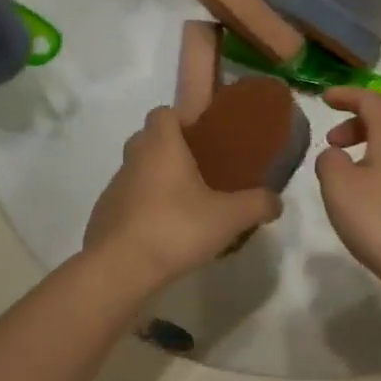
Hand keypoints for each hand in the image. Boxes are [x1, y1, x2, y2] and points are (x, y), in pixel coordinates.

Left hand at [83, 107, 280, 292]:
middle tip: (197, 172)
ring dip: (155, 180)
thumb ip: (257, 204)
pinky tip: (160, 232)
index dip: (181, 120)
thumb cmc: (176, 228)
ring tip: (182, 206)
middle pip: (149, 139)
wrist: (119, 268)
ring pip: (137, 170)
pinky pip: (126, 200)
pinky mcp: (103, 214)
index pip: (163, 112)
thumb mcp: (228, 217)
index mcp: (161, 145)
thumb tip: (277, 201)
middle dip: (170, 150)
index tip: (201, 139)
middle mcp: (134, 157)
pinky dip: (141, 208)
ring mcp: (114, 186)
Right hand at [315, 88, 380, 300]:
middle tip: (331, 139)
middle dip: (356, 121)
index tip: (323, 99)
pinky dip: (376, 165)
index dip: (346, 95)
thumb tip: (335, 155)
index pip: (370, 101)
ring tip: (342, 169)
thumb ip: (329, 161)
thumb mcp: (339, 186)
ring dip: (366, 145)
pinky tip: (363, 194)